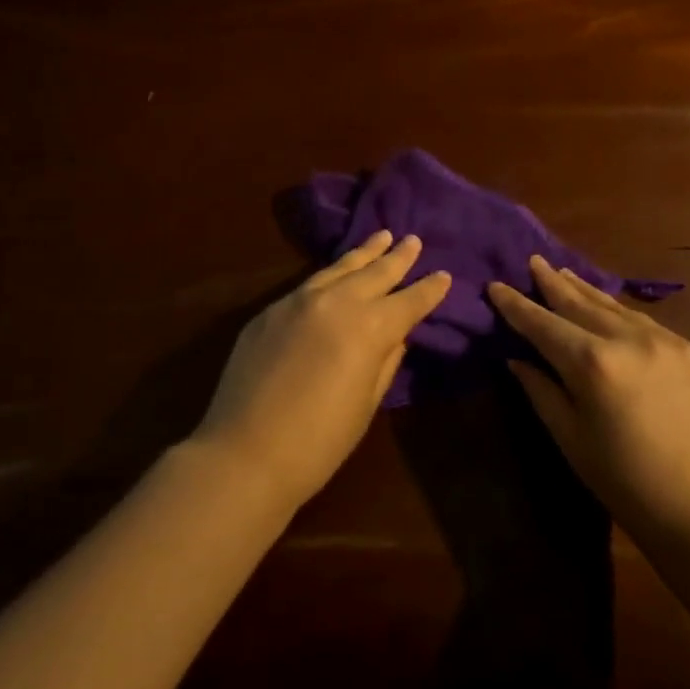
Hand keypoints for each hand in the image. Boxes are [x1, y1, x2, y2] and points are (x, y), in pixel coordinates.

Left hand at [196, 231, 450, 511]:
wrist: (245, 453)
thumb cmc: (319, 442)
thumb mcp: (365, 404)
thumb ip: (385, 362)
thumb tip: (396, 336)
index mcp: (369, 329)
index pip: (408, 302)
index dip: (429, 289)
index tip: (445, 275)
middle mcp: (336, 302)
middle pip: (375, 273)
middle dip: (398, 257)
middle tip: (413, 240)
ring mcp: (298, 301)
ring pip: (339, 268)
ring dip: (364, 253)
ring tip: (382, 236)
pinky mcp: (270, 310)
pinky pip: (309, 283)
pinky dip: (331, 273)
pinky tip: (337, 272)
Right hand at [489, 257, 689, 544]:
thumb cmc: (622, 481)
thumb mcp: (569, 437)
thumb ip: (540, 389)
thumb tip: (517, 357)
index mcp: (593, 363)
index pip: (543, 324)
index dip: (516, 305)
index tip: (496, 285)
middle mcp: (630, 340)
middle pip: (580, 303)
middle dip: (552, 283)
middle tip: (533, 260)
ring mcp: (668, 341)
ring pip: (615, 307)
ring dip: (586, 291)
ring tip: (564, 274)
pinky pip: (645, 323)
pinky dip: (619, 313)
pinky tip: (608, 310)